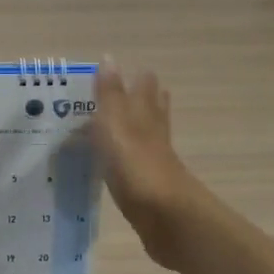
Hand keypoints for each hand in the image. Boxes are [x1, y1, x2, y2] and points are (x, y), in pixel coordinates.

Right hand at [90, 60, 206, 268]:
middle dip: (143, 102)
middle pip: (153, 111)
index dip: (138, 79)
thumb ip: (110, 94)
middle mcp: (154, 134)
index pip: (146, 87)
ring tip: (119, 128)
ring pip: (147, 139)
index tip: (124, 74)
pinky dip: (128, 161)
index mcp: (145, 115)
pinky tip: (119, 166)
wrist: (164, 216)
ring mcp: (154, 163)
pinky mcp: (150, 190)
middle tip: (124, 97)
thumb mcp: (115, 123)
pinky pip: (136, 167)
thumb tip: (109, 57)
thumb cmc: (136, 164)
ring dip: (136, 131)